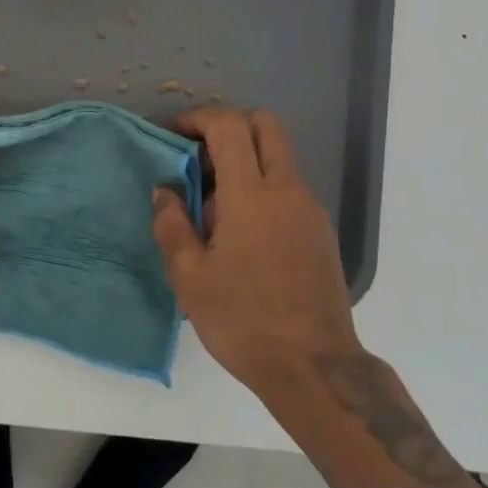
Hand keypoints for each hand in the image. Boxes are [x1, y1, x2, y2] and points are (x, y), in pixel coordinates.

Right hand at [152, 106, 360, 393]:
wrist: (314, 368)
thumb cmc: (243, 320)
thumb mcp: (189, 277)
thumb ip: (171, 224)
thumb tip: (165, 191)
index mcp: (251, 195)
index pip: (229, 126)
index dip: (199, 118)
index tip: (176, 134)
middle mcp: (287, 190)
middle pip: (266, 125)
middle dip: (230, 125)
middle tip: (201, 156)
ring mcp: (310, 209)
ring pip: (279, 155)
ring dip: (247, 158)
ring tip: (215, 202)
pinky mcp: (322, 230)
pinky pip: (289, 186)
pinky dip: (263, 185)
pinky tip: (242, 230)